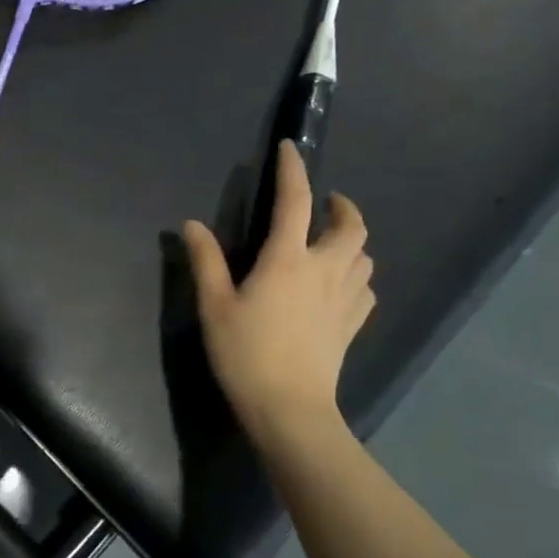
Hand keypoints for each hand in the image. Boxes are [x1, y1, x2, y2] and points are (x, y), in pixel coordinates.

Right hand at [182, 140, 375, 450]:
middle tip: (329, 203)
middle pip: (352, 228)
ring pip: (365, 258)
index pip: (295, 201)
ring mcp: (344, 300)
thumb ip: (205, 261)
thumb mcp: (214, 306)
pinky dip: (358, 276)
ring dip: (354, 241)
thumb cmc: (246, 353)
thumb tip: (192, 224)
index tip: (291, 149)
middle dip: (344, 208)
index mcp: (287, 260)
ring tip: (335, 242)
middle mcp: (323, 271)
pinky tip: (344, 285)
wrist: (289, 409)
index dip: (294, 170)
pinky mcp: (352, 326)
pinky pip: (366, 290)